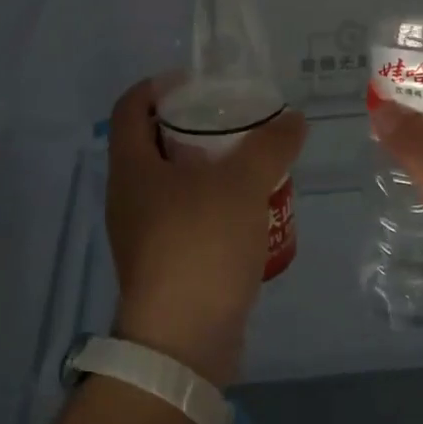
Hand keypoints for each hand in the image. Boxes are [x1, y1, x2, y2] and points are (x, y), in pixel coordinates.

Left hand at [105, 79, 306, 387]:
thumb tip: (294, 120)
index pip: (130, 107)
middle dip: (192, 128)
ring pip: (172, 185)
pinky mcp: (164, 265)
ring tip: (249, 164)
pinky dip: (212, 207)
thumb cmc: (201, 246)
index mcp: (131, 168)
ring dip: (207, 170)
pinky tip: (249, 212)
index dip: (157, 86)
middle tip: (234, 123)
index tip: (197, 83)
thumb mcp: (242, 184)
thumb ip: (270, 145)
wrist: (183, 341)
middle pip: (153, 145)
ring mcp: (142, 235)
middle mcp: (128, 197)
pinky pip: (186, 220)